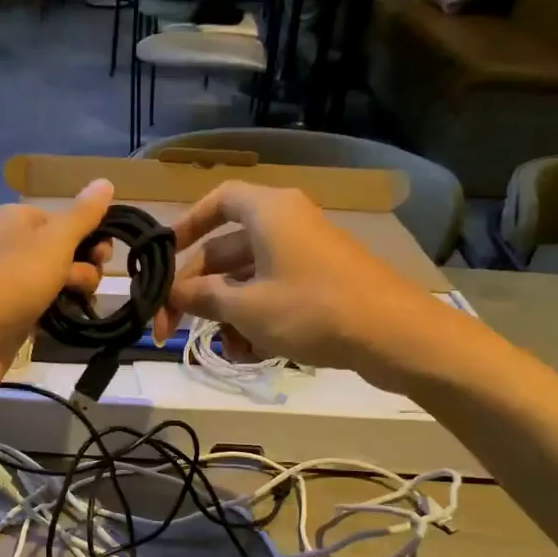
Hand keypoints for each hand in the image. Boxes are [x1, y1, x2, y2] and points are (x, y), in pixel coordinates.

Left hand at [0, 179, 114, 404]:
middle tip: (84, 284)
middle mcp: (11, 244)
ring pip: (57, 280)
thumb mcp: (54, 242)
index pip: (67, 217)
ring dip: (74, 291)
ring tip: (76, 305)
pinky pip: (45, 306)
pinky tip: (67, 321)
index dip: (92, 234)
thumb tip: (106, 181)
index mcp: (17, 218)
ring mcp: (10, 281)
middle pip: (64, 249)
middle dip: (84, 266)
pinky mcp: (11, 314)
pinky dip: (58, 312)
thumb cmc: (12, 281)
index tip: (104, 256)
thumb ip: (83, 215)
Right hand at [151, 182, 485, 392]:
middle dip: (199, 293)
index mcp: (267, 212)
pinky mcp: (321, 282)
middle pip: (226, 250)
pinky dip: (258, 320)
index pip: (217, 202)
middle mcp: (285, 224)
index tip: (164, 256)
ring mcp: (305, 254)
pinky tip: (255, 354)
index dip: (186, 225)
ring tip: (229, 351)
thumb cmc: (310, 309)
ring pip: (248, 279)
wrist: (392, 334)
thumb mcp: (245, 307)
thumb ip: (203, 297)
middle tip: (170, 328)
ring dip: (229, 316)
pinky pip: (274, 293)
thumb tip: (175, 294)